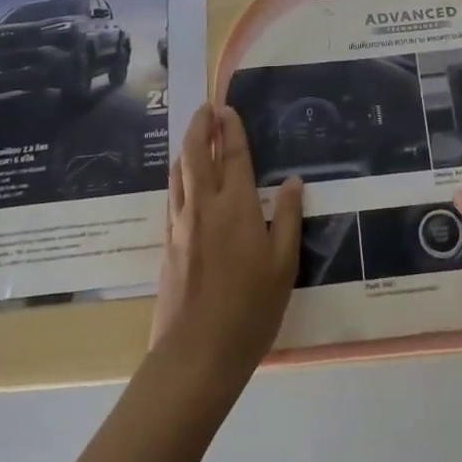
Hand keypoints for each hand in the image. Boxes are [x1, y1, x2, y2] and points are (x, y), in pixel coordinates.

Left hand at [150, 105, 302, 390]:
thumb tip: (293, 181)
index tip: (227, 109)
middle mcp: (205, 206)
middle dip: (201, 128)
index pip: (234, 156)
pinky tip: (183, 181)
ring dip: (187, 148)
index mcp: (237, 207)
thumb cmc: (251, 308)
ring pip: (180, 174)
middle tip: (206, 109)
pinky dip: (179, 177)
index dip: (231, 130)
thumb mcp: (284, 264)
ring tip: (194, 135)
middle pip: (197, 155)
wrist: (197, 353)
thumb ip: (288, 217)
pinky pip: (173, 196)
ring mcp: (181, 225)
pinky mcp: (168, 244)